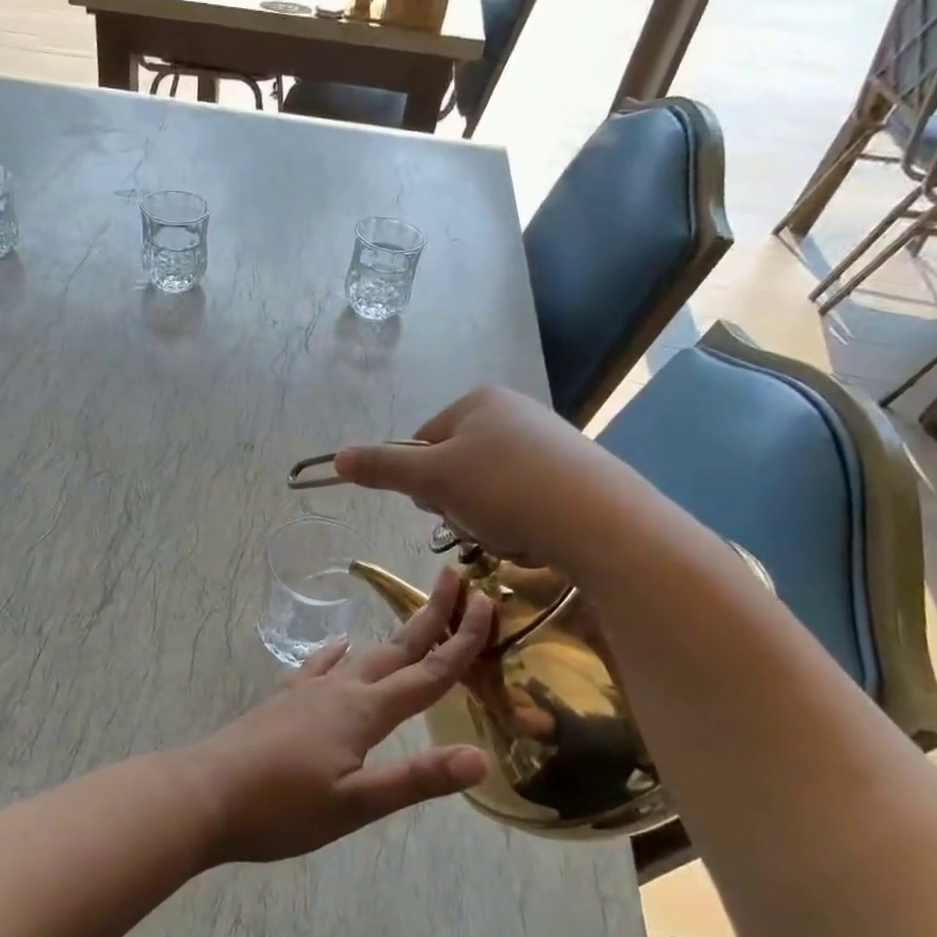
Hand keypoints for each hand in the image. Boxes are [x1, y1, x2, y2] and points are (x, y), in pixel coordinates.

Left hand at [185, 570, 494, 863]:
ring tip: (412, 618)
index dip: (462, 642)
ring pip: (362, 655)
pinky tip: (338, 646)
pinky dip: (336, 654)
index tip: (488, 603)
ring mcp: (308, 691)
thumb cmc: (282, 807)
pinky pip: (318, 667)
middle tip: (455, 582)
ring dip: (393, 636)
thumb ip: (416, 779)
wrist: (205, 794)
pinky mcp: (284, 701)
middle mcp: (340, 690)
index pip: (428, 673)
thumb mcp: (355, 804)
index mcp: (363, 711)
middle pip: (397, 649)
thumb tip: (480, 756)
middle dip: (431, 618)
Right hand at [332, 384, 631, 572]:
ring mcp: (546, 442)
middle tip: (476, 518)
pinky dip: (518, 522)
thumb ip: (382, 466)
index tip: (439, 502)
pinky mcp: (571, 474)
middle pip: (454, 467)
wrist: (600, 520)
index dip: (421, 479)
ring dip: (484, 518)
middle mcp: (513, 412)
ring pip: (486, 490)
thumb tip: (336, 458)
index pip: (422, 441)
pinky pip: (522, 500)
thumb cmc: (505, 488)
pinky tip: (533, 534)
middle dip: (456, 502)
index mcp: (478, 401)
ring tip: (509, 530)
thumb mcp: (432, 478)